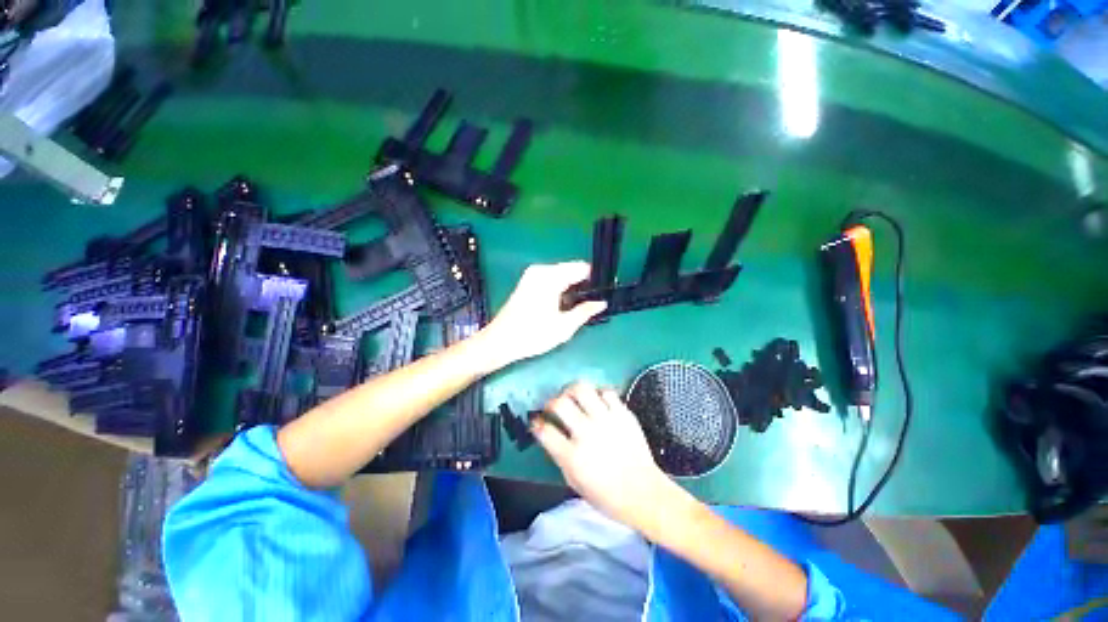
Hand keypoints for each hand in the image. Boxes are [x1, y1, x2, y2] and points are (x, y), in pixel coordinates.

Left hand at [479, 262, 605, 368]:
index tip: (602, 293)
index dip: (594, 280)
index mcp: (551, 277)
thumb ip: (585, 311)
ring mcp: (532, 275)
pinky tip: (563, 305)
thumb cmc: (532, 335)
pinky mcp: (527, 281)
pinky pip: (551, 279)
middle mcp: (541, 270)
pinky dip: (560, 288)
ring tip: (578, 307)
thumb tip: (601, 303)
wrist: (500, 342)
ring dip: (571, 287)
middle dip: (583, 284)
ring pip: (561, 275)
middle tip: (591, 304)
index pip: (581, 268)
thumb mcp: (563, 327)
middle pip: (571, 270)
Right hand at [533, 383, 678, 532]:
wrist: (644, 493)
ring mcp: (606, 420)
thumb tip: (551, 435)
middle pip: (560, 403)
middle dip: (551, 402)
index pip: (545, 431)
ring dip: (572, 391)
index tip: (537, 422)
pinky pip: (606, 392)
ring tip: (573, 398)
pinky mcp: (623, 413)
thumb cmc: (607, 495)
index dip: (536, 423)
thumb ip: (560, 456)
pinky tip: (598, 403)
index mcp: (573, 457)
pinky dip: (598, 394)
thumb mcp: (575, 482)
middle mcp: (587, 433)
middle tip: (554, 407)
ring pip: (581, 389)